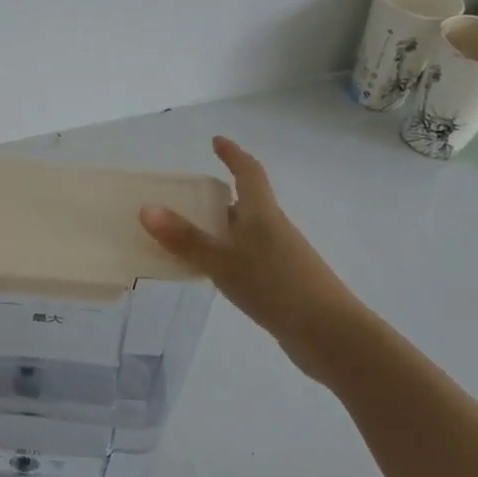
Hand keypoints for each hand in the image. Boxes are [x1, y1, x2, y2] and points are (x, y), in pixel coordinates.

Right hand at [139, 136, 373, 377]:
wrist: (330, 335)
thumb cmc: (276, 286)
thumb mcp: (223, 261)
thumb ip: (185, 238)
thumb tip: (147, 208)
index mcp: (263, 213)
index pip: (248, 172)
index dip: (233, 154)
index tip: (217, 141)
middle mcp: (274, 228)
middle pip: (246, 203)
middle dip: (219, 197)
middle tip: (187, 197)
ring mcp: (282, 257)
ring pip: (246, 233)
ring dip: (221, 230)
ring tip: (189, 237)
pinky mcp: (284, 283)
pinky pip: (249, 258)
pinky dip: (228, 256)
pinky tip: (213, 273)